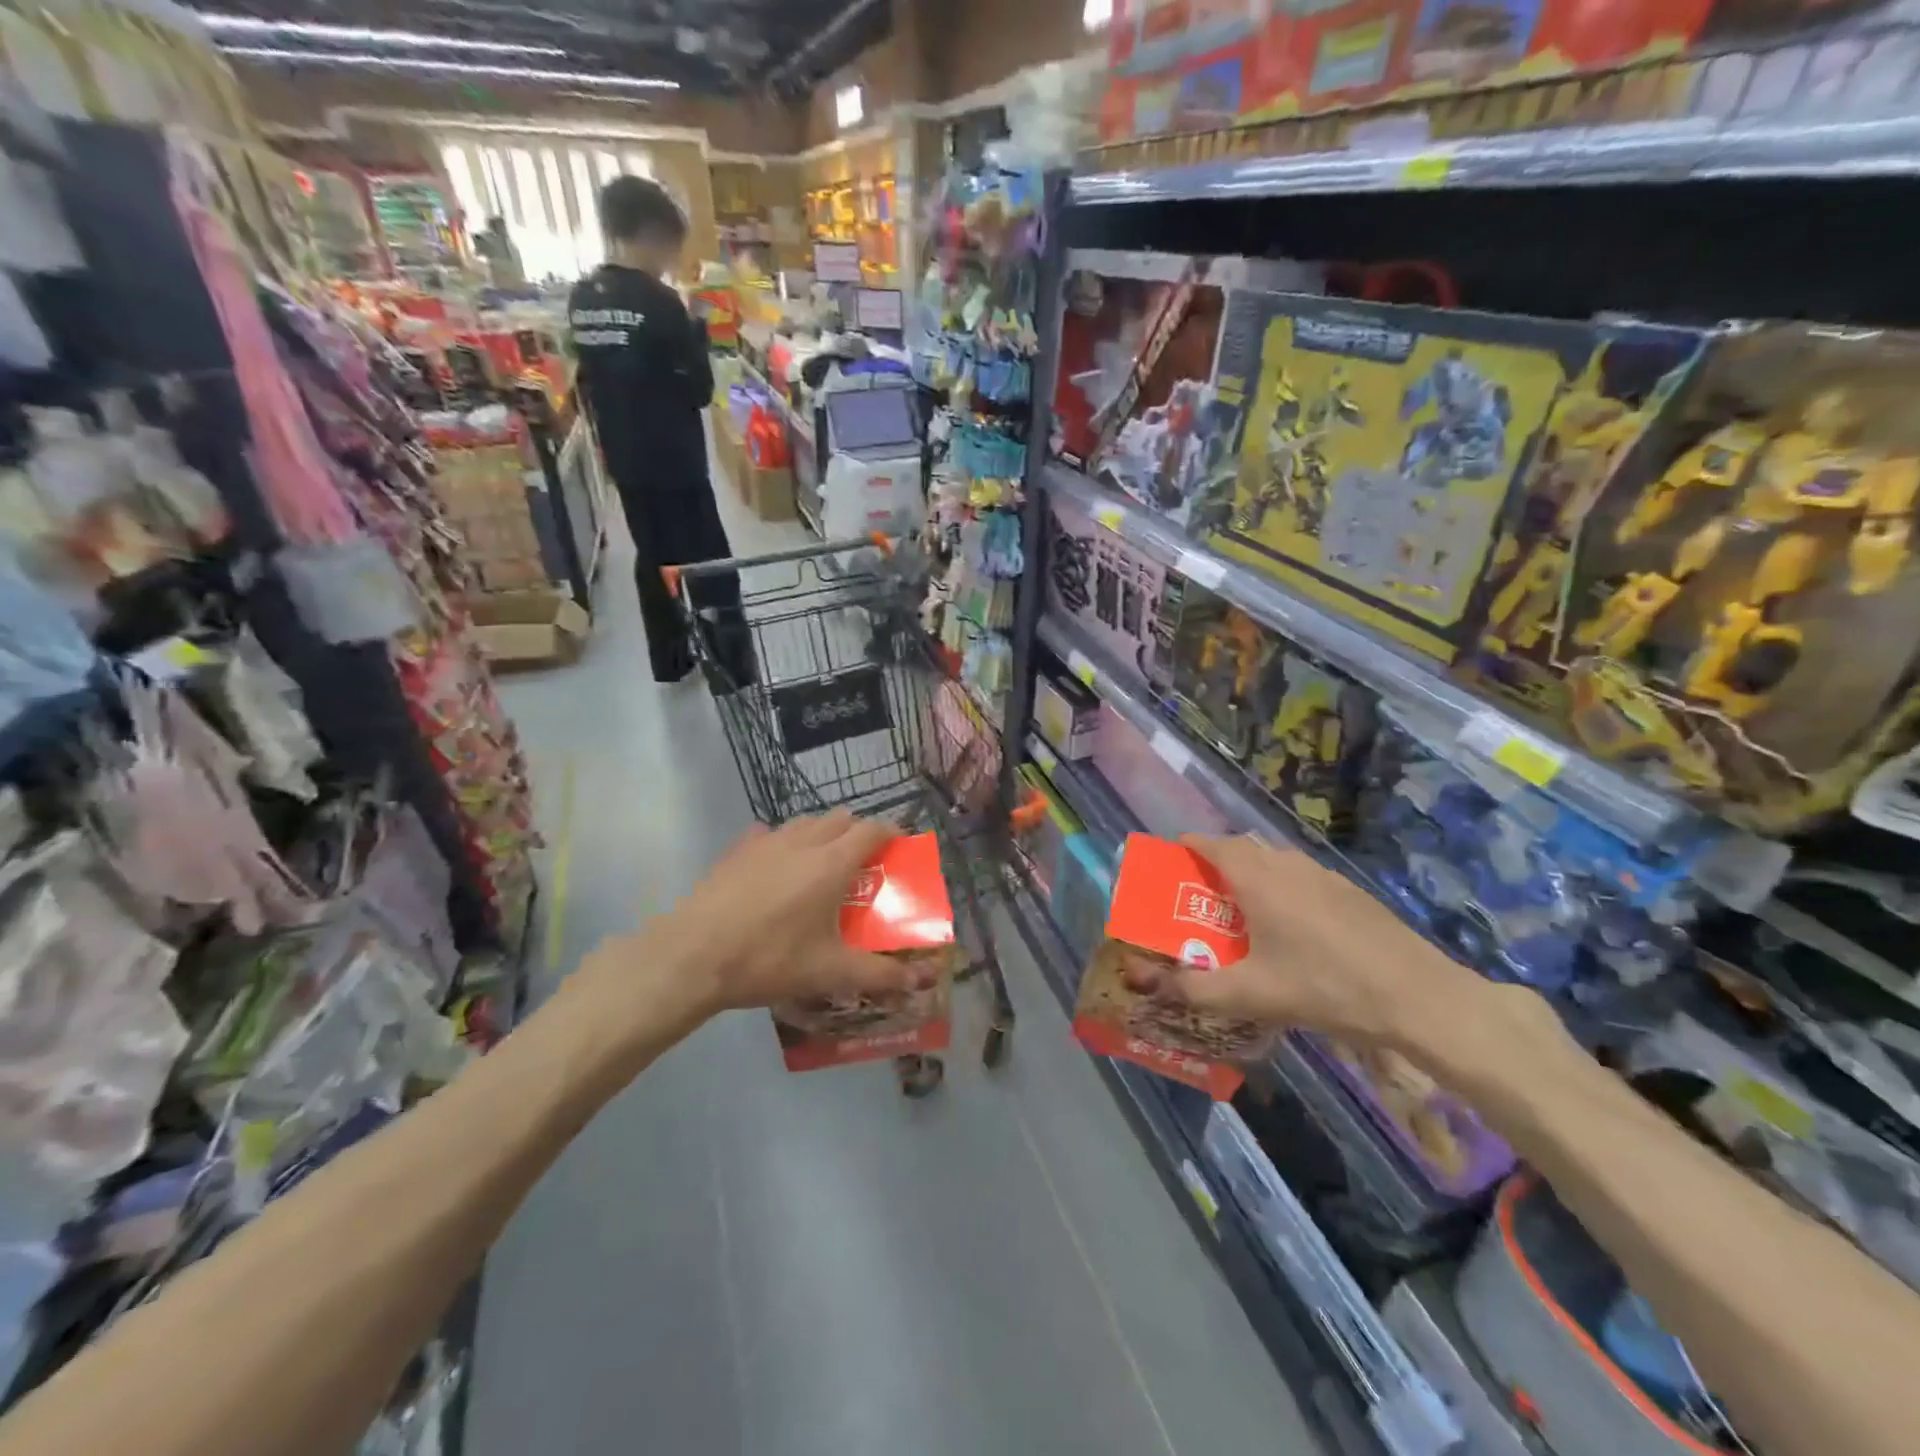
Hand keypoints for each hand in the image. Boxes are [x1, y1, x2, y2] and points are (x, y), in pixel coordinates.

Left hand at [649, 811, 929, 1012]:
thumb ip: (879, 974)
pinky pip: (769, 834)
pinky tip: (776, 868)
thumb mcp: (829, 972)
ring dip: (822, 834)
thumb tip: (920, 980)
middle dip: (857, 833)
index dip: (891, 833)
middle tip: (862, 863)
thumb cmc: (770, 959)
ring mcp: (767, 841)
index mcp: (832, 863)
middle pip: (841, 818)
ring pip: (806, 822)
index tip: (899, 848)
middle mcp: (804, 842)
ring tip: (821, 865)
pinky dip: (783, 843)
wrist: (694, 956)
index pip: (872, 830)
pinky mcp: (737, 850)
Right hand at [1131, 834, 1496, 1055]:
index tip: (1171, 859)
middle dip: (1215, 863)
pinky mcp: (1348, 891)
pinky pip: (1299, 876)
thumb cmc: (1324, 987)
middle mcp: (1287, 865)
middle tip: (1199, 894)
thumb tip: (1148, 983)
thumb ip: (1194, 988)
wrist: (1417, 996)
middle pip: (1241, 850)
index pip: (1212, 844)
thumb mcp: (1250, 994)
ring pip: (1273, 861)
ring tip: (1240, 911)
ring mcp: (1322, 875)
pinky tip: (1290, 927)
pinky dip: (1280, 887)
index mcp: (1257, 878)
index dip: (1188, 847)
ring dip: (1250, 874)